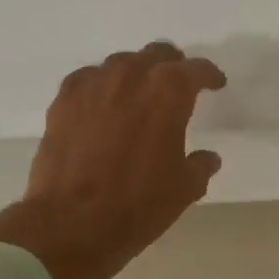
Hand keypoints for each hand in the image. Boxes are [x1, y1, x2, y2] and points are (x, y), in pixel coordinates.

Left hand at [0, 42, 225, 278]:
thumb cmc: (138, 205)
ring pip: (121, 63)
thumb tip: (207, 158)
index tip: (216, 84)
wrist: (71, 224)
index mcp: (168, 93)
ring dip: (136, 72)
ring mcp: (93, 85)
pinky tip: (104, 103)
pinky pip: (89, 79)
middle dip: (172, 65)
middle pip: (157, 54)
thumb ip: (199, 166)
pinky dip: (102, 85)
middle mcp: (130, 77)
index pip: (196, 70)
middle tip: (179, 84)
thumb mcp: (184, 190)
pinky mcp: (63, 101)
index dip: (209, 75)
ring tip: (140, 93)